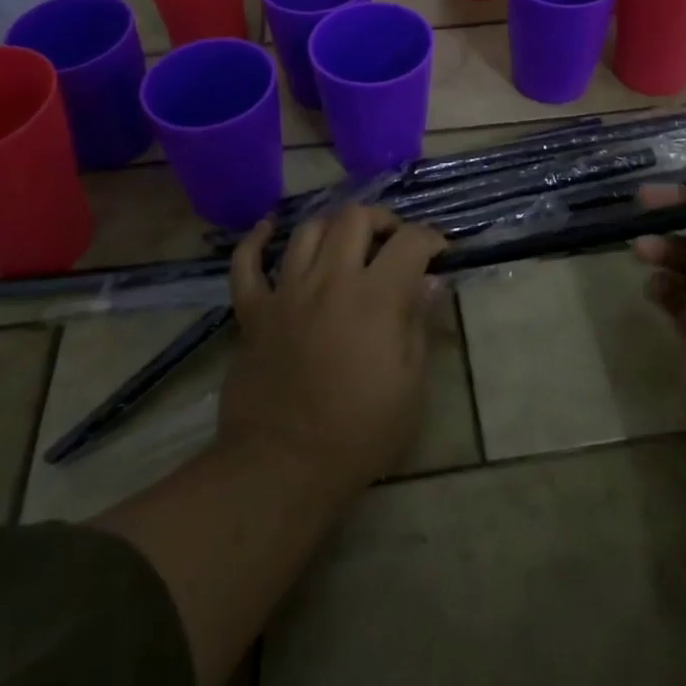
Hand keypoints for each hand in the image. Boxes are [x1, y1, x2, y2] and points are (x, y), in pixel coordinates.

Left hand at [218, 204, 445, 499]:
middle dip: (381, 220)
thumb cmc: (359, 432)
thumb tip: (430, 281)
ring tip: (345, 242)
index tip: (439, 250)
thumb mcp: (410, 384)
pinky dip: (255, 241)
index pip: (409, 242)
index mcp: (375, 297)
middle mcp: (330, 280)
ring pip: (307, 230)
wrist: (284, 467)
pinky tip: (268, 229)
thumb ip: (418, 323)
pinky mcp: (253, 311)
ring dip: (332, 226)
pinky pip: (246, 264)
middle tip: (392, 242)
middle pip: (354, 218)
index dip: (430, 237)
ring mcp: (286, 292)